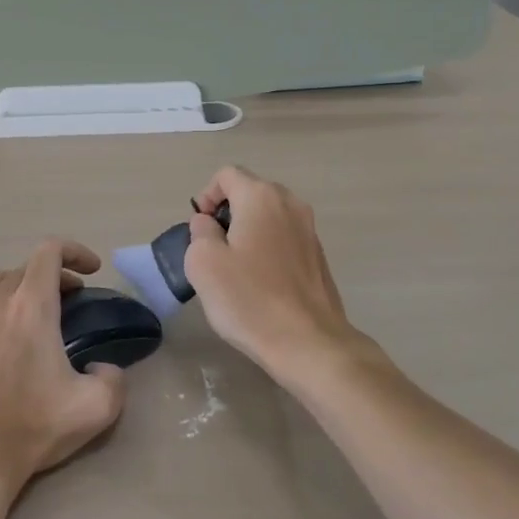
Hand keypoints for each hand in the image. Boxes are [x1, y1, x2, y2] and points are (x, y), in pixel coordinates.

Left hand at [0, 240, 127, 496]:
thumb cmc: (33, 427)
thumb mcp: (97, 407)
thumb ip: (114, 378)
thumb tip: (101, 367)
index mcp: (32, 306)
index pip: (50, 251)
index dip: (75, 251)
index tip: (93, 271)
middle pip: (24, 266)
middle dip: (54, 274)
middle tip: (73, 298)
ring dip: (17, 285)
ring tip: (33, 308)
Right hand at [184, 166, 366, 384]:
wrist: (310, 343)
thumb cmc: (250, 299)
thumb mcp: (204, 263)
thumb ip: (200, 232)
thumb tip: (208, 224)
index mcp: (261, 197)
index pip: (226, 175)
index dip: (206, 195)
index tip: (199, 229)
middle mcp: (290, 203)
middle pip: (250, 192)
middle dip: (227, 214)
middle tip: (213, 250)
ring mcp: (309, 229)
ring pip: (268, 217)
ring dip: (248, 233)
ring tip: (235, 269)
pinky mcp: (319, 256)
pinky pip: (284, 239)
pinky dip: (267, 249)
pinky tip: (260, 284)